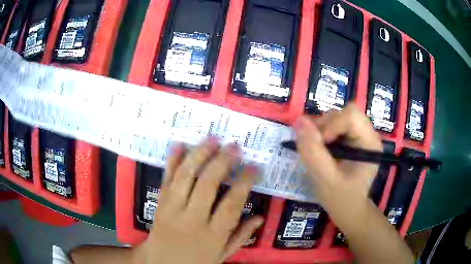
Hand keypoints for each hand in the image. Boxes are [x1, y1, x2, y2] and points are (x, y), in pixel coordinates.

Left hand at [140, 138, 263, 263]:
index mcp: (212, 236)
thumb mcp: (221, 256)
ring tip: (212, 139)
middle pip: (207, 185)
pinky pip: (166, 180)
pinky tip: (178, 145)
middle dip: (222, 162)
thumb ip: (241, 237)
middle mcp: (191, 220)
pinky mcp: (159, 205)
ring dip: (199, 155)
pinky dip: (172, 161)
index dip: (244, 182)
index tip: (254, 167)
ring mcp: (171, 210)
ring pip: (185, 177)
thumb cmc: (194, 263)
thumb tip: (260, 217)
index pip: (232, 204)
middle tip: (234, 146)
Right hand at [294, 104, 381, 224]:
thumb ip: (313, 152)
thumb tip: (300, 121)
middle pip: (343, 112)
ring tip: (318, 151)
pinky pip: (333, 123)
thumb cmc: (340, 198)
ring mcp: (360, 134)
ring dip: (321, 130)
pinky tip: (321, 149)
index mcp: (369, 143)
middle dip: (324, 126)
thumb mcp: (325, 179)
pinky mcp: (351, 137)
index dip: (331, 125)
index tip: (321, 145)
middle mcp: (367, 134)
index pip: (351, 116)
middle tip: (315, 148)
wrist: (348, 208)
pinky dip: (322, 132)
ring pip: (337, 116)